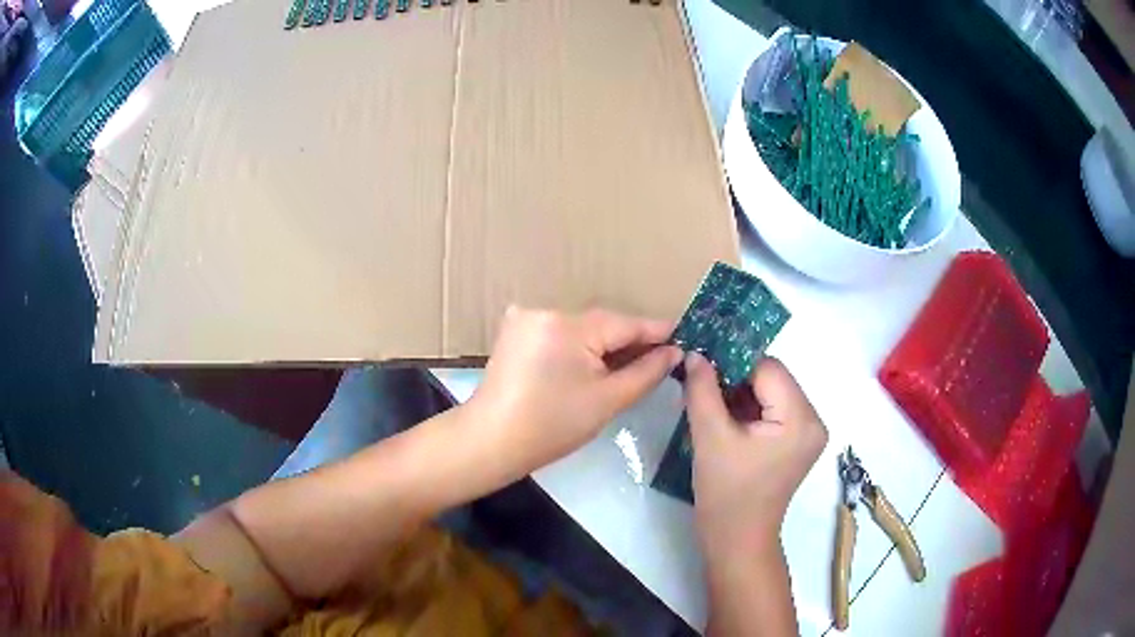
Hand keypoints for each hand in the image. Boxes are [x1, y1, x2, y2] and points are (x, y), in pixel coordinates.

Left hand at [469, 307, 682, 473]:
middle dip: (630, 341)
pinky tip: (592, 365)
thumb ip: (646, 372)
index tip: (684, 338)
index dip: (657, 332)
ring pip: (582, 328)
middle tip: (661, 359)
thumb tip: (674, 352)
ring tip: (630, 365)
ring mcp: (526, 318)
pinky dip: (580, 346)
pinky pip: (560, 333)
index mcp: (569, 325)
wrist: (491, 441)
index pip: (626, 323)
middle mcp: (546, 310)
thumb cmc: (552, 426)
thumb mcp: (607, 400)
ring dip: (605, 344)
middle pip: (602, 324)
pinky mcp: (516, 331)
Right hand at [685, 353, 826, 558]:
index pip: (768, 369)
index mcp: (800, 419)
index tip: (700, 365)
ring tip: (708, 401)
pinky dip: (748, 408)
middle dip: (736, 378)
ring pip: (771, 392)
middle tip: (700, 383)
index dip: (733, 363)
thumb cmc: (725, 493)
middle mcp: (813, 420)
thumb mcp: (710, 437)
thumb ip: (702, 389)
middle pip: (772, 378)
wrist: (736, 539)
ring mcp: (808, 432)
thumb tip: (696, 354)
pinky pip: (773, 409)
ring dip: (740, 393)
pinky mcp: (797, 442)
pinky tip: (724, 416)